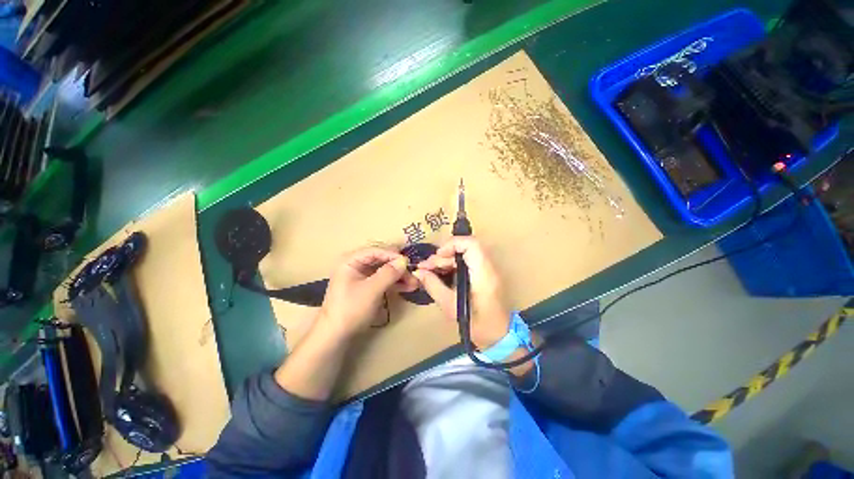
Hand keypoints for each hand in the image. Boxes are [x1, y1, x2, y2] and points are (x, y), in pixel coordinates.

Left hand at [316, 247, 418, 339]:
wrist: (336, 336)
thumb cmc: (351, 309)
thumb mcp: (371, 290)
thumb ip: (388, 273)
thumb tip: (404, 260)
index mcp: (350, 261)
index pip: (375, 251)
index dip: (392, 255)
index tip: (408, 262)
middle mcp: (355, 265)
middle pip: (381, 260)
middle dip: (398, 267)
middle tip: (414, 273)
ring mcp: (361, 277)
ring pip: (384, 271)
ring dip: (399, 276)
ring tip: (414, 283)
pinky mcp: (366, 287)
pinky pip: (382, 280)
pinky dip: (394, 283)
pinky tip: (407, 287)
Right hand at [414, 237, 510, 349]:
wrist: (499, 337)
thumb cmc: (478, 325)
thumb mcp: (451, 307)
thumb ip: (433, 286)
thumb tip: (419, 272)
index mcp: (484, 273)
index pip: (471, 244)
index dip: (452, 244)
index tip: (437, 256)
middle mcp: (488, 267)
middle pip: (464, 248)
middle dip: (443, 255)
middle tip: (425, 267)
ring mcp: (487, 270)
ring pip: (463, 255)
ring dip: (445, 261)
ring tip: (428, 272)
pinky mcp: (483, 275)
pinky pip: (465, 263)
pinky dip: (451, 266)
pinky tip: (438, 275)